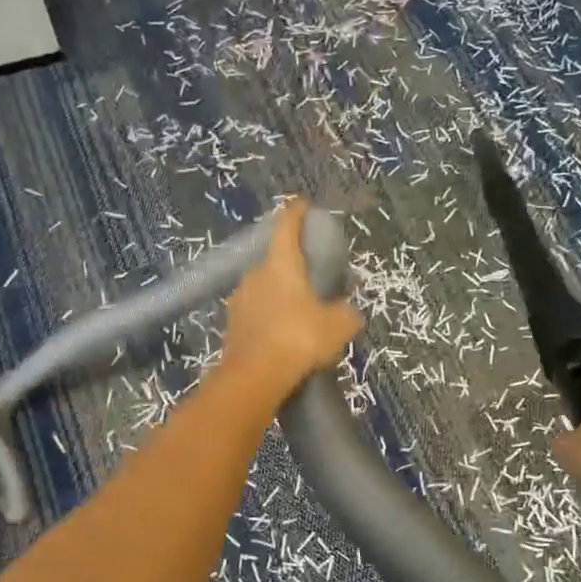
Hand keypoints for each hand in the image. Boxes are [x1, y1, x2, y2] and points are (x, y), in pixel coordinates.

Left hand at [221, 201, 361, 403]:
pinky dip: (268, 317)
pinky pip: (255, 312)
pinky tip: (281, 333)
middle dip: (291, 265)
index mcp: (281, 263)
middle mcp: (255, 274)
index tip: (302, 205)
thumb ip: (346, 314)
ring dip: (278, 293)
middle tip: (310, 276)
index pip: (286, 226)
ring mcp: (239, 300)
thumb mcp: (338, 325)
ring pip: (263, 288)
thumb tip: (348, 313)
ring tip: (298, 309)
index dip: (295, 213)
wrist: (255, 376)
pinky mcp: (231, 325)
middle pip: (274, 260)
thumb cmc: (299, 337)